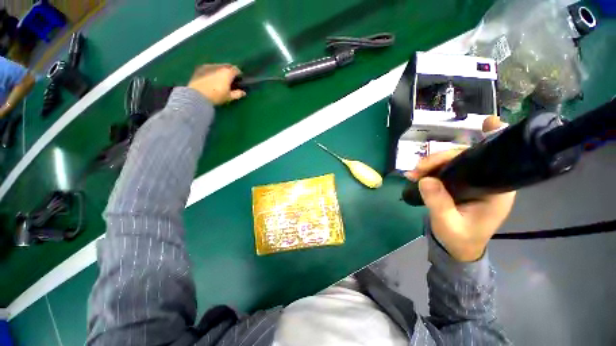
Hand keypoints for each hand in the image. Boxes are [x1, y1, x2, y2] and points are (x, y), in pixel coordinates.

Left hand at [187, 64, 244, 104]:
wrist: (197, 95)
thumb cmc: (216, 96)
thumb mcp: (229, 97)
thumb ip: (237, 94)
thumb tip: (243, 92)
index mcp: (227, 72)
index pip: (236, 70)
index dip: (239, 74)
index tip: (239, 80)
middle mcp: (219, 67)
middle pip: (227, 66)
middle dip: (229, 71)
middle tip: (230, 79)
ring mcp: (208, 66)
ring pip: (218, 67)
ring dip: (221, 71)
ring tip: (220, 79)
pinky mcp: (200, 68)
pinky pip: (210, 68)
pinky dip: (213, 72)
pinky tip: (211, 78)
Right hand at [406, 149, 515, 261]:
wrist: (456, 248)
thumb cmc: (459, 239)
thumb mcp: (448, 224)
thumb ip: (439, 203)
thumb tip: (425, 179)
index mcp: (496, 191)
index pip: (492, 161)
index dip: (488, 142)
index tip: (486, 123)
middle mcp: (487, 181)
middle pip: (467, 157)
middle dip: (440, 159)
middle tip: (417, 169)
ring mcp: (471, 181)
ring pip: (453, 161)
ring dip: (431, 163)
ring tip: (413, 173)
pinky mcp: (458, 183)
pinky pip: (444, 169)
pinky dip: (429, 169)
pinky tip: (417, 174)